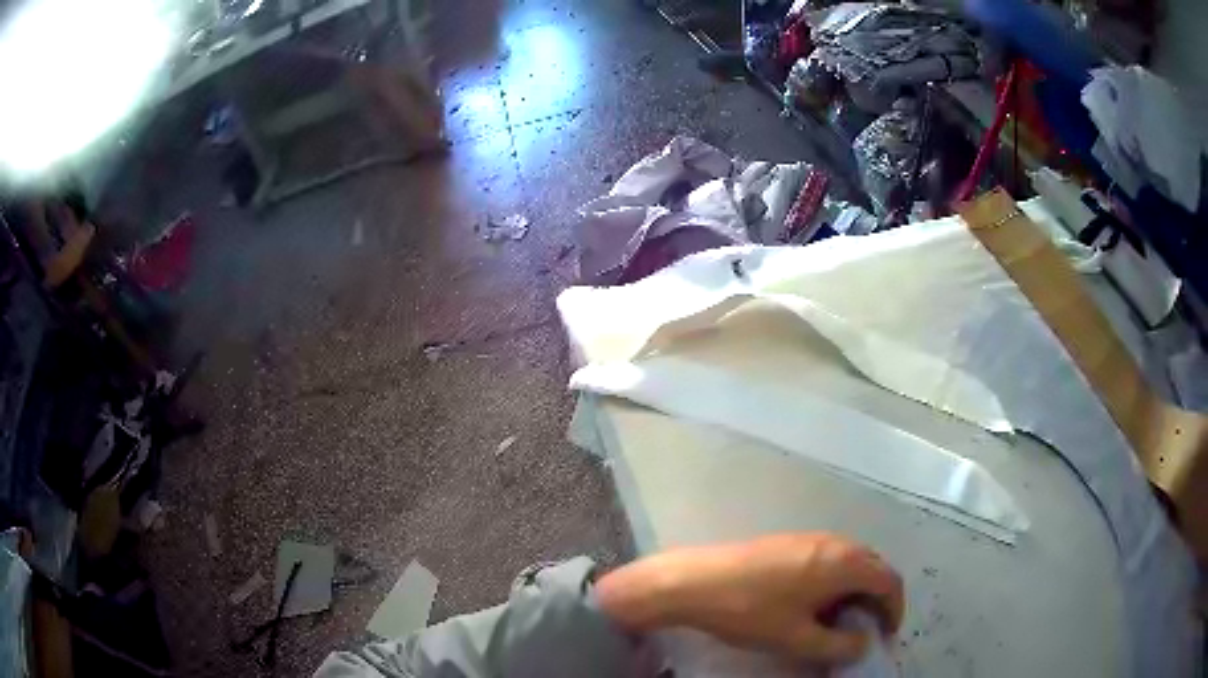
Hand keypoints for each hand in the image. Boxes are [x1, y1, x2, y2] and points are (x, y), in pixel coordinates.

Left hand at [596, 533, 904, 664]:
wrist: (696, 581)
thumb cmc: (751, 612)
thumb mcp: (798, 639)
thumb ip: (839, 645)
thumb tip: (863, 642)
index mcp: (844, 562)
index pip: (889, 581)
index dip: (894, 609)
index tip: (886, 635)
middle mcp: (835, 542)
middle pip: (873, 567)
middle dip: (877, 598)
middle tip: (866, 629)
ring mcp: (810, 537)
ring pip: (850, 562)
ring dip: (855, 589)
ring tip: (841, 620)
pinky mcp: (790, 541)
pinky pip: (828, 558)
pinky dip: (835, 580)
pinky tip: (815, 603)